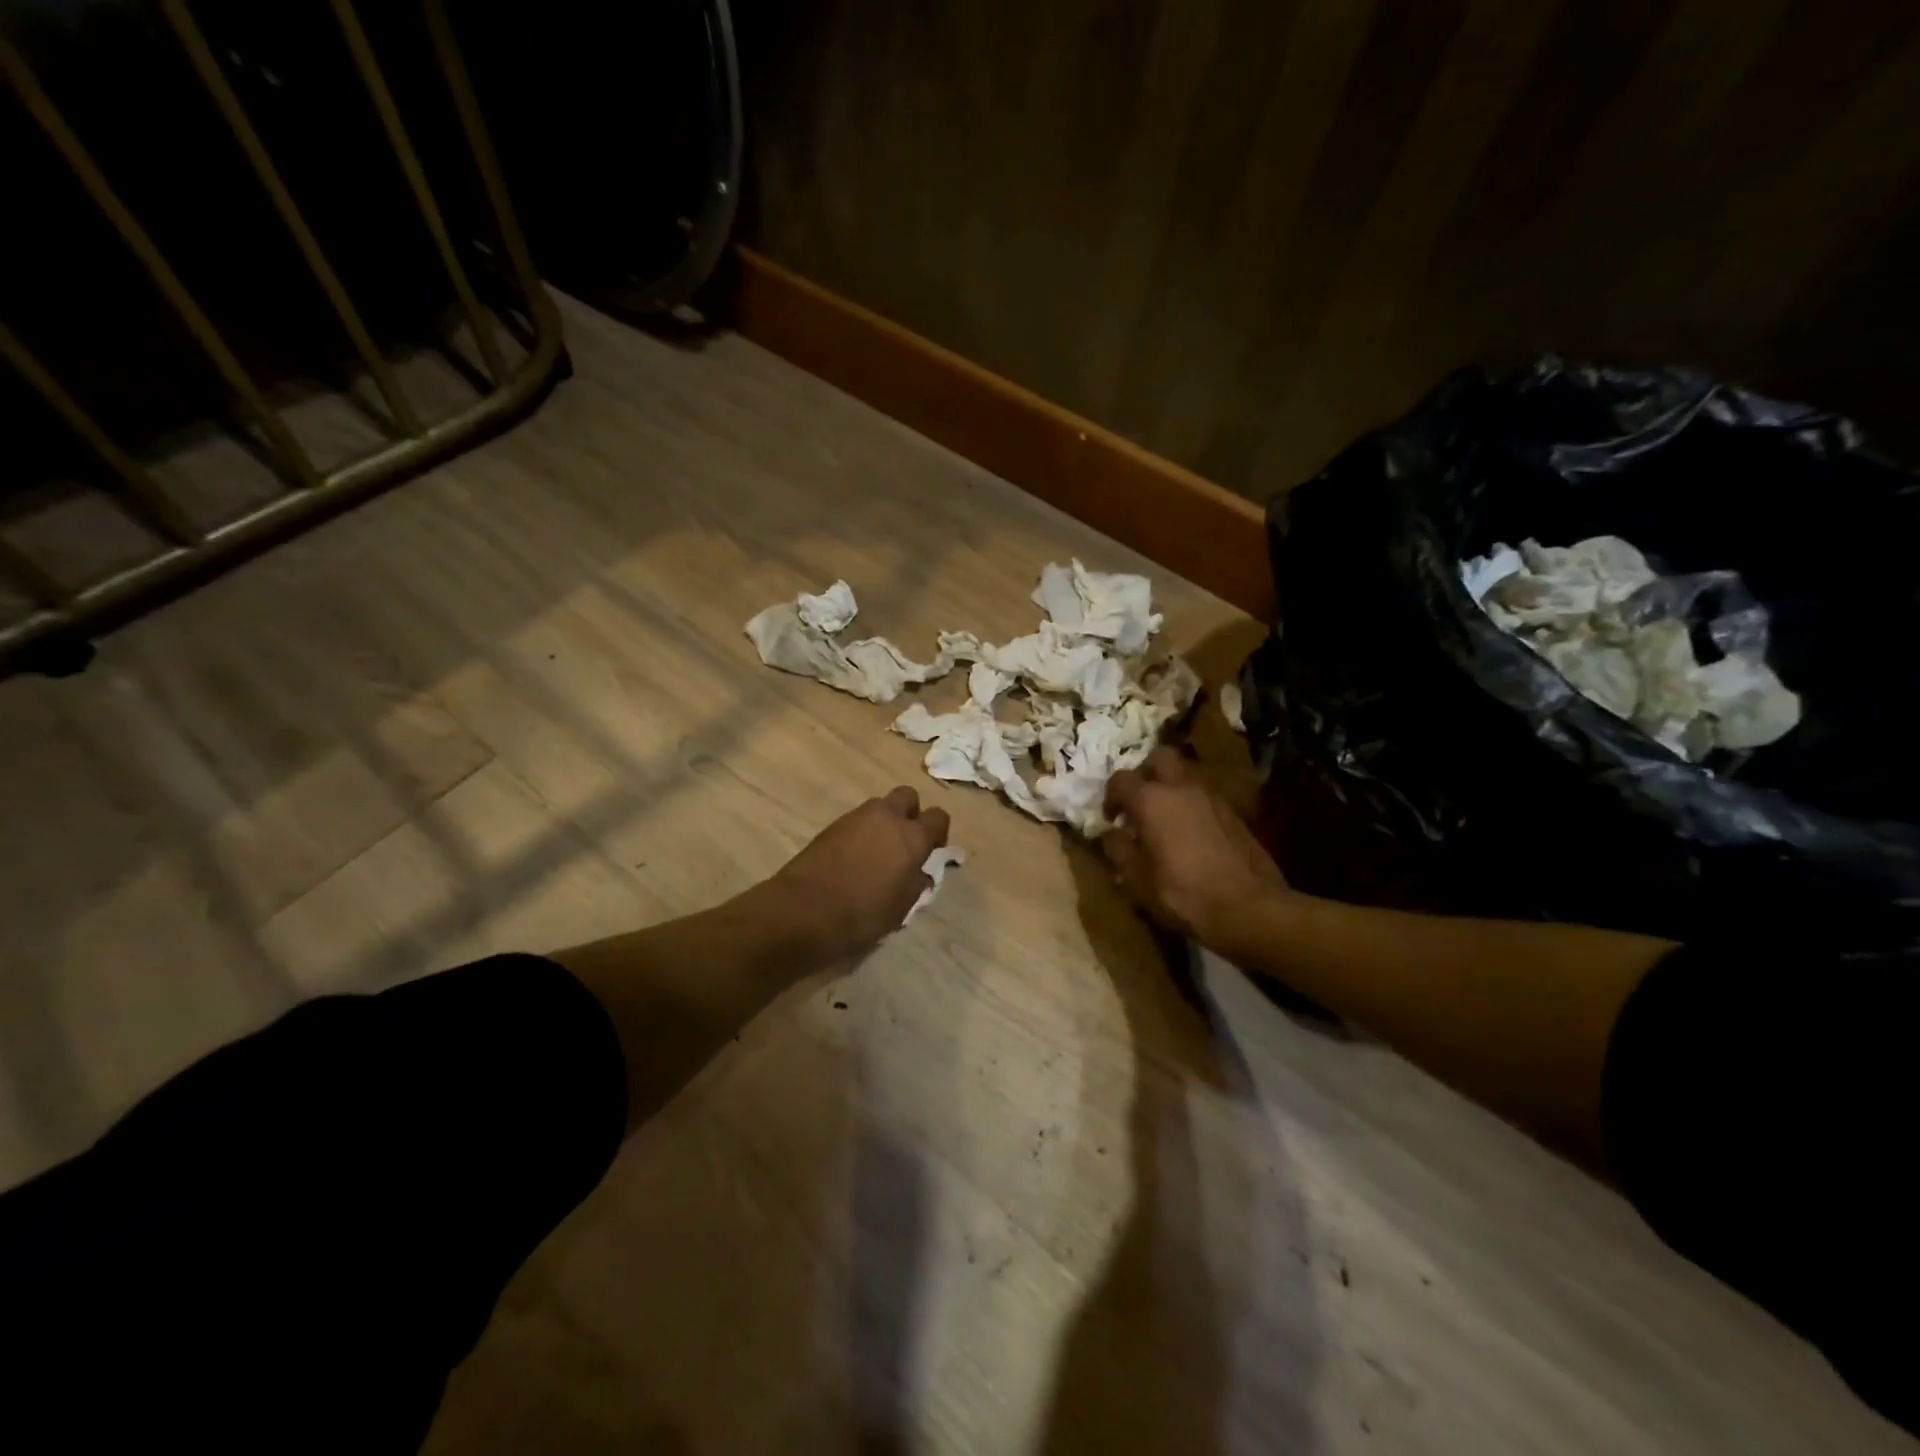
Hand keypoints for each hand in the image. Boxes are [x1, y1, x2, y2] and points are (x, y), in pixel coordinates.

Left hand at [767, 787, 950, 960]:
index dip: (938, 832)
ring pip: (879, 806)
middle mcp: (886, 818)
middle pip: (907, 796)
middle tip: (905, 842)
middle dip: (910, 813)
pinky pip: (856, 820)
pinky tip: (854, 858)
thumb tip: (920, 873)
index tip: (932, 851)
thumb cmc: (862, 914)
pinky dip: (861, 832)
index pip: (938, 817)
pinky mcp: (831, 825)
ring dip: (883, 822)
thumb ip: (916, 884)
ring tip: (877, 853)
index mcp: (911, 837)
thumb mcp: (901, 908)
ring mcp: (856, 818)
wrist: (804, 911)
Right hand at [1101, 748, 1287, 942]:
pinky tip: (1190, 835)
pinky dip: (1191, 805)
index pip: (1120, 779)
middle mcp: (1181, 788)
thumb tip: (1110, 834)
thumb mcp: (1138, 880)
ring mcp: (1212, 798)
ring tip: (1164, 821)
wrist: (1250, 908)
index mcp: (1151, 800)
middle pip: (1159, 758)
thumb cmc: (1184, 894)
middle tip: (1139, 803)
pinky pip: (1203, 796)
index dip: (1110, 797)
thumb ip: (1119, 850)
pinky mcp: (1233, 813)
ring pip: (1185, 776)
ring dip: (1170, 789)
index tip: (1111, 820)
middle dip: (1145, 774)